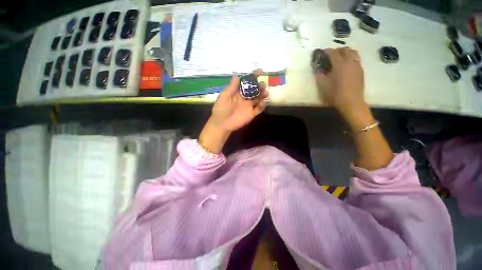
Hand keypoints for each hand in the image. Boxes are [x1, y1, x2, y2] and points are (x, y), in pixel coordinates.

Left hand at [198, 70, 267, 153]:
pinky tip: (263, 103)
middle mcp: (245, 97)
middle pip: (255, 90)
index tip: (260, 71)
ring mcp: (249, 105)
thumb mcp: (224, 96)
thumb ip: (232, 87)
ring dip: (263, 94)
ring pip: (259, 98)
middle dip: (260, 86)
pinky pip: (259, 109)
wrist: (222, 124)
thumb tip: (237, 75)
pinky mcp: (252, 113)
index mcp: (238, 92)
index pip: (247, 82)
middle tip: (263, 84)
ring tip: (265, 92)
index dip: (253, 76)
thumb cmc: (221, 109)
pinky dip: (263, 105)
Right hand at [315, 47, 364, 113]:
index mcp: (340, 64)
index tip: (322, 52)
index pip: (333, 53)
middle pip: (345, 49)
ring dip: (346, 53)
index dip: (327, 51)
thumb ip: (319, 75)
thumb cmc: (335, 94)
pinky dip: (351, 58)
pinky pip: (357, 59)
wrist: (351, 102)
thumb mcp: (323, 85)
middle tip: (331, 56)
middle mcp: (350, 62)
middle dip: (337, 50)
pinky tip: (346, 66)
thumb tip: (317, 69)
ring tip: (340, 59)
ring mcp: (357, 66)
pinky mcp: (361, 71)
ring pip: (353, 53)